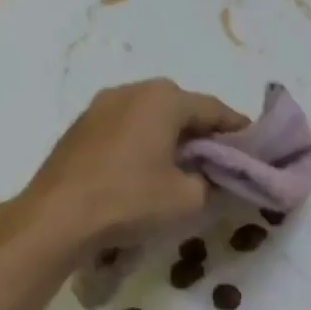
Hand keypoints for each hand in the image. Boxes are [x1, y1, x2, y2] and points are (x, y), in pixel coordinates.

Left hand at [9, 80, 246, 253]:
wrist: (56, 218)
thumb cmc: (130, 201)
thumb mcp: (189, 199)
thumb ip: (213, 181)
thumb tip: (214, 176)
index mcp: (164, 99)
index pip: (215, 109)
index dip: (238, 130)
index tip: (254, 149)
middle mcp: (132, 90)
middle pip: (182, 107)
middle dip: (204, 131)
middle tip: (220, 159)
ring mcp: (101, 106)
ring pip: (151, 115)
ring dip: (173, 135)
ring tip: (185, 165)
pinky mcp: (81, 127)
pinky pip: (127, 126)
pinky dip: (145, 141)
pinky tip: (148, 169)